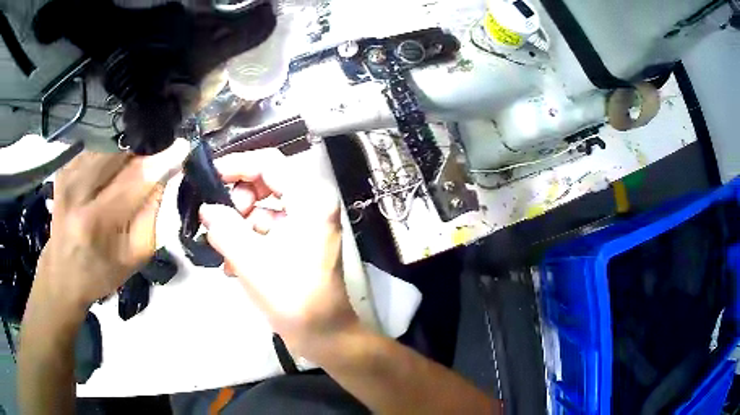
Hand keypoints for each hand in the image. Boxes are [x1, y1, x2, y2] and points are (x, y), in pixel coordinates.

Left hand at [34, 142, 188, 313]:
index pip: (135, 178)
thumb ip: (152, 211)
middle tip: (157, 154)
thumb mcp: (136, 253)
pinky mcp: (63, 167)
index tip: (182, 146)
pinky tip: (115, 162)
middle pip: (120, 151)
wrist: (63, 273)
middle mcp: (77, 191)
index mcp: (96, 222)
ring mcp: (67, 175)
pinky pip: (95, 146)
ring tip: (137, 158)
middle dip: (144, 148)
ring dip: (127, 147)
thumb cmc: (102, 271)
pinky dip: (110, 149)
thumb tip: (165, 170)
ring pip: (107, 143)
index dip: (161, 160)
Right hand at [199, 149, 358, 356]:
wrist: (323, 335)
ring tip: (225, 252)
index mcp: (311, 200)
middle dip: (238, 201)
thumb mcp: (250, 261)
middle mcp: (313, 205)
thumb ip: (224, 228)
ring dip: (239, 226)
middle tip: (220, 222)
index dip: (236, 164)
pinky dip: (249, 240)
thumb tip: (207, 209)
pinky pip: (268, 228)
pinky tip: (234, 265)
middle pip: (266, 183)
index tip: (210, 176)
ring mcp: (308, 224)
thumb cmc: (292, 299)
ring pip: (264, 208)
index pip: (269, 163)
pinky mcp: (300, 241)